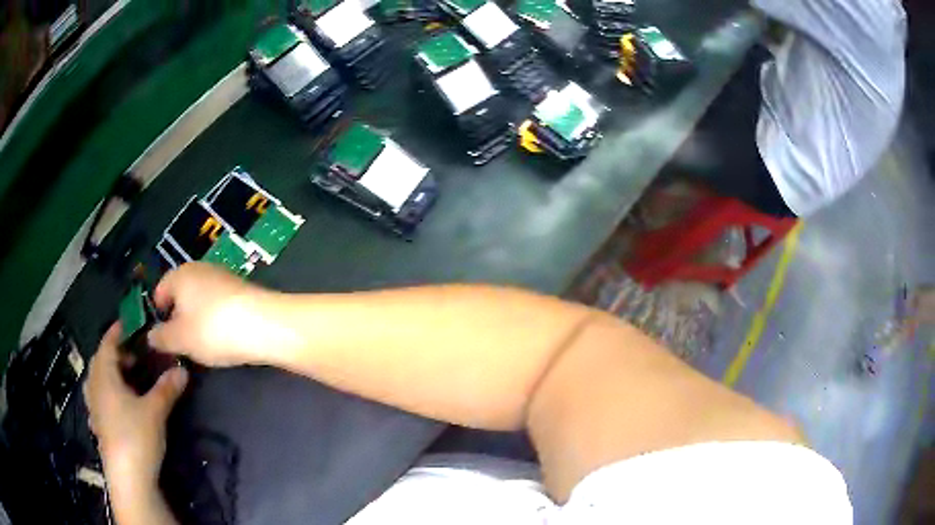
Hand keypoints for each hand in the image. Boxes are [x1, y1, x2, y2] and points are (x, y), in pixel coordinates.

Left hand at [84, 324, 187, 500]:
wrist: (128, 477)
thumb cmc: (136, 436)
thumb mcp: (155, 411)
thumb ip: (167, 388)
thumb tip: (183, 370)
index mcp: (105, 375)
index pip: (108, 343)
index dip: (118, 330)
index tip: (129, 322)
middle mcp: (95, 387)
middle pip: (100, 360)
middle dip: (115, 353)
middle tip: (133, 355)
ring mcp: (94, 408)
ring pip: (97, 380)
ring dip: (109, 373)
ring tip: (124, 378)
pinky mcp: (98, 426)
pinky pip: (98, 400)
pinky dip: (106, 394)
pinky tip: (116, 405)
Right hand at [149, 262, 276, 366]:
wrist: (264, 325)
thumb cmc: (212, 329)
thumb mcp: (179, 339)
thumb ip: (161, 337)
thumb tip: (151, 336)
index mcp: (180, 274)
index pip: (160, 289)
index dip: (157, 311)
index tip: (160, 334)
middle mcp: (201, 269)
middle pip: (182, 293)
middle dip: (178, 317)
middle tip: (180, 342)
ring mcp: (224, 277)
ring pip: (201, 300)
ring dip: (198, 319)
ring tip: (201, 344)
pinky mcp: (243, 290)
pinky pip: (220, 305)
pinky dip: (217, 320)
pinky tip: (223, 338)